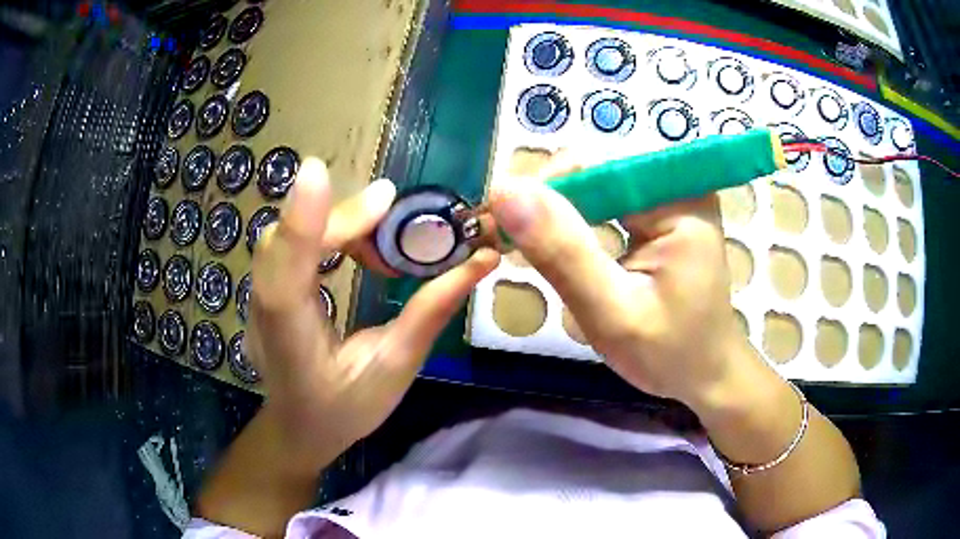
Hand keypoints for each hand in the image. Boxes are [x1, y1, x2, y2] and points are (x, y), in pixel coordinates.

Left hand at [246, 159, 498, 464]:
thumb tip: (480, 261)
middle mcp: (264, 311)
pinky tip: (356, 241)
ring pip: (285, 236)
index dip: (298, 225)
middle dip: (339, 217)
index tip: (320, 173)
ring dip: (335, 220)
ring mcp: (258, 296)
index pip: (283, 279)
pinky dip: (325, 229)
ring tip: (381, 229)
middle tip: (393, 208)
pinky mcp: (266, 286)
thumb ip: (431, 313)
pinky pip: (290, 242)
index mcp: (291, 342)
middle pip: (286, 242)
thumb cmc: (345, 409)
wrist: (299, 427)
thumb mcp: (395, 368)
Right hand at [489, 173, 753, 409]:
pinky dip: (579, 227)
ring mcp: (670, 199)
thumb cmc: (670, 354)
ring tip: (532, 254)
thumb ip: (563, 253)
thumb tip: (506, 193)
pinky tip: (562, 252)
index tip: (502, 226)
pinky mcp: (662, 215)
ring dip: (559, 219)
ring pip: (595, 188)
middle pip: (594, 173)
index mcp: (679, 200)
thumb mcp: (613, 313)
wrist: (706, 374)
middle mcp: (678, 186)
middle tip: (514, 249)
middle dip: (550, 208)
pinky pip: (608, 205)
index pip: (595, 167)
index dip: (544, 190)